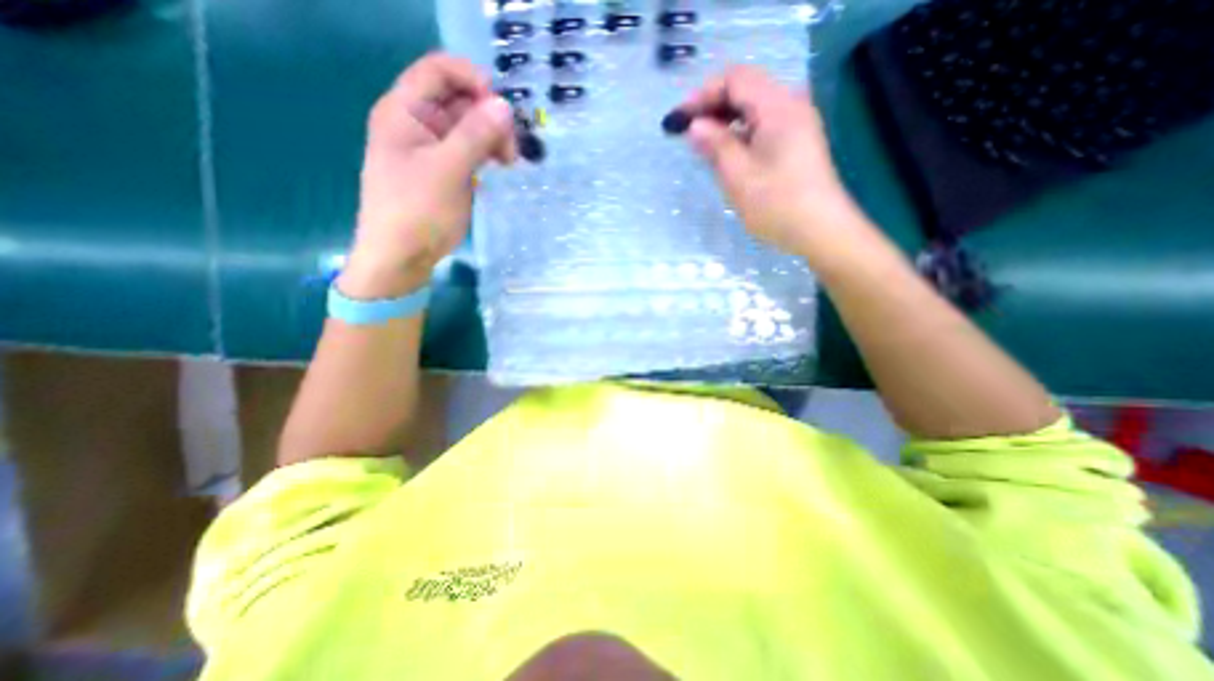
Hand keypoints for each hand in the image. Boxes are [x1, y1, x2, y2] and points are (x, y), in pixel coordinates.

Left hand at [334, 54, 514, 296]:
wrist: (401, 257)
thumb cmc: (417, 211)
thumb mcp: (447, 171)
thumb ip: (475, 135)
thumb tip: (504, 106)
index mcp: (405, 111)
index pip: (439, 70)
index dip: (472, 80)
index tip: (503, 109)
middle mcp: (417, 123)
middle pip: (458, 99)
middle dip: (489, 116)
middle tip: (511, 148)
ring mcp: (432, 148)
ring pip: (468, 127)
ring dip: (492, 137)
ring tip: (509, 161)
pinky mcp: (445, 171)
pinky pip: (469, 150)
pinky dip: (486, 154)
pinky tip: (499, 167)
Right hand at [682, 64, 873, 266]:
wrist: (820, 231)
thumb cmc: (777, 204)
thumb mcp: (739, 175)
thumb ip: (715, 145)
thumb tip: (695, 126)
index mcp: (778, 107)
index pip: (736, 79)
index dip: (703, 94)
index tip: (679, 119)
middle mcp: (790, 105)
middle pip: (745, 89)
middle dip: (712, 106)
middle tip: (686, 131)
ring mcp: (796, 124)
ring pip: (753, 109)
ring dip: (724, 120)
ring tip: (701, 143)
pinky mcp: (796, 142)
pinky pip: (761, 125)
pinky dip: (739, 133)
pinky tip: (725, 152)